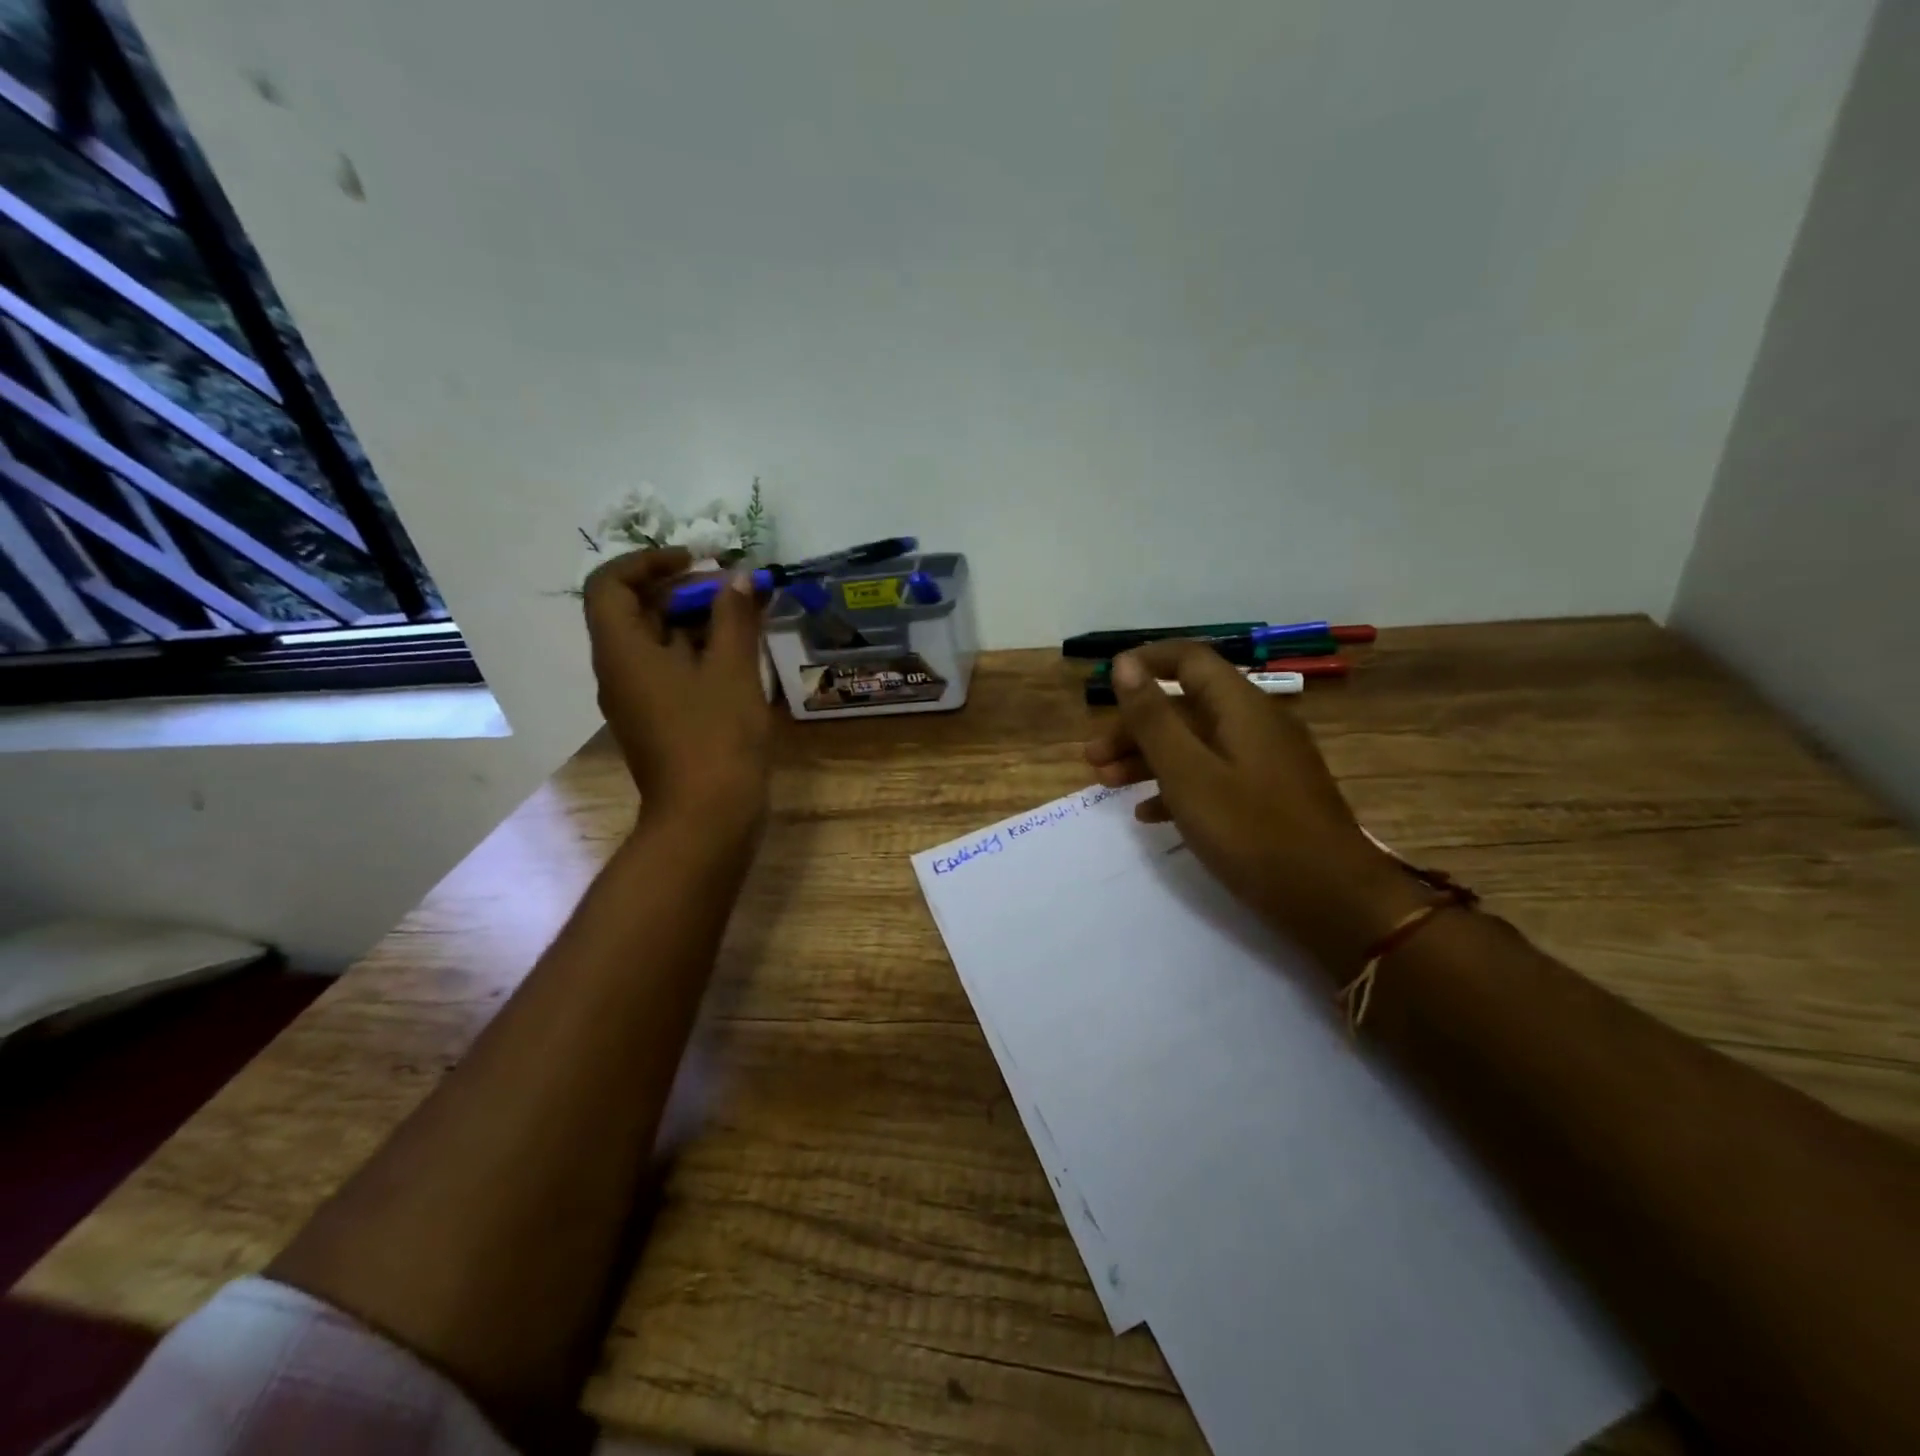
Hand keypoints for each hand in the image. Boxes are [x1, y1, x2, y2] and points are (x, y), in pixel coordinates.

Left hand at [582, 548, 769, 829]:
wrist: (707, 818)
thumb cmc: (716, 737)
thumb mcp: (732, 669)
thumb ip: (734, 617)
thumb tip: (739, 578)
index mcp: (622, 651)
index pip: (610, 584)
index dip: (648, 561)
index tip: (696, 560)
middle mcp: (618, 672)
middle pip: (636, 612)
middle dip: (684, 591)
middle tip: (734, 590)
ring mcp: (637, 700)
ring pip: (656, 643)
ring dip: (695, 622)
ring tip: (745, 618)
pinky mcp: (658, 722)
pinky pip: (669, 672)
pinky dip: (698, 654)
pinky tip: (739, 658)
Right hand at [1084, 642, 1432, 977]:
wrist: (1334, 902)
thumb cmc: (1252, 833)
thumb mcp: (1189, 774)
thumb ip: (1153, 719)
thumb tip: (1124, 664)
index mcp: (1241, 708)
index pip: (1190, 660)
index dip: (1146, 663)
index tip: (1105, 683)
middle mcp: (1257, 724)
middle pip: (1187, 706)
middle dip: (1136, 727)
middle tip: (1094, 758)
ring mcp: (1267, 762)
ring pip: (1197, 744)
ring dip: (1149, 759)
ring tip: (1108, 785)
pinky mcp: (1270, 796)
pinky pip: (1215, 776)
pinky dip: (1179, 786)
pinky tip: (1150, 815)